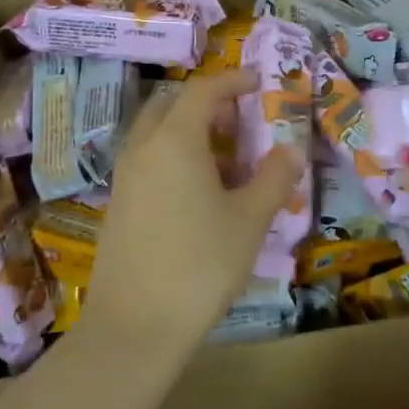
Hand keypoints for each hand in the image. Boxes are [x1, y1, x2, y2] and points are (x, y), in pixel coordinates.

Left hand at [82, 69, 301, 358]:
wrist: (135, 327)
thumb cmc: (200, 265)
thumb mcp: (249, 220)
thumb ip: (273, 178)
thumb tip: (291, 150)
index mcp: (174, 140)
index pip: (203, 90)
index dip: (233, 81)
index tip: (258, 83)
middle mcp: (143, 148)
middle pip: (171, 104)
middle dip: (206, 103)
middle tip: (239, 120)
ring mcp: (124, 176)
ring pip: (155, 132)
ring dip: (188, 129)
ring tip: (224, 158)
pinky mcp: (118, 204)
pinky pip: (147, 159)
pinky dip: (172, 155)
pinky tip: (197, 191)